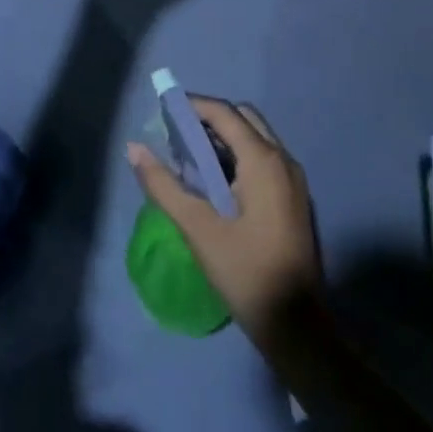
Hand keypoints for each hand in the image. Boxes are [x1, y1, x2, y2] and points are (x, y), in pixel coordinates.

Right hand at [127, 97, 323, 349]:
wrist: (298, 325)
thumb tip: (134, 148)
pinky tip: (215, 183)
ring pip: (256, 138)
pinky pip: (264, 159)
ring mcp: (293, 179)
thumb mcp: (198, 228)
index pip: (224, 113)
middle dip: (209, 119)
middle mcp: (283, 159)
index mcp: (263, 160)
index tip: (162, 111)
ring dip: (224, 138)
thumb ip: (163, 185)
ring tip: (189, 158)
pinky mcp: (293, 198)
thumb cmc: (246, 272)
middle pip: (243, 118)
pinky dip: (238, 156)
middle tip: (176, 136)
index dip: (192, 106)